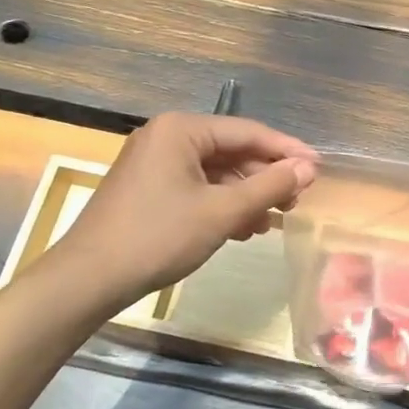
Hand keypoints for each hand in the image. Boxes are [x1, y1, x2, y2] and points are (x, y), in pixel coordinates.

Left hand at [54, 114, 316, 306]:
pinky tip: (244, 228)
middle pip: (231, 151)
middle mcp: (166, 137)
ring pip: (215, 173)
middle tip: (296, 202)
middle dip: (265, 178)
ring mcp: (154, 163)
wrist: (89, 279)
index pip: (248, 132)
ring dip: (246, 196)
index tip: (319, 169)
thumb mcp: (222, 212)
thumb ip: (269, 187)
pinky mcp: (148, 189)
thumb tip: (309, 168)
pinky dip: (222, 205)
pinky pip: (197, 187)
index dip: (287, 151)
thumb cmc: (159, 237)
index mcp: (181, 129)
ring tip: (274, 220)